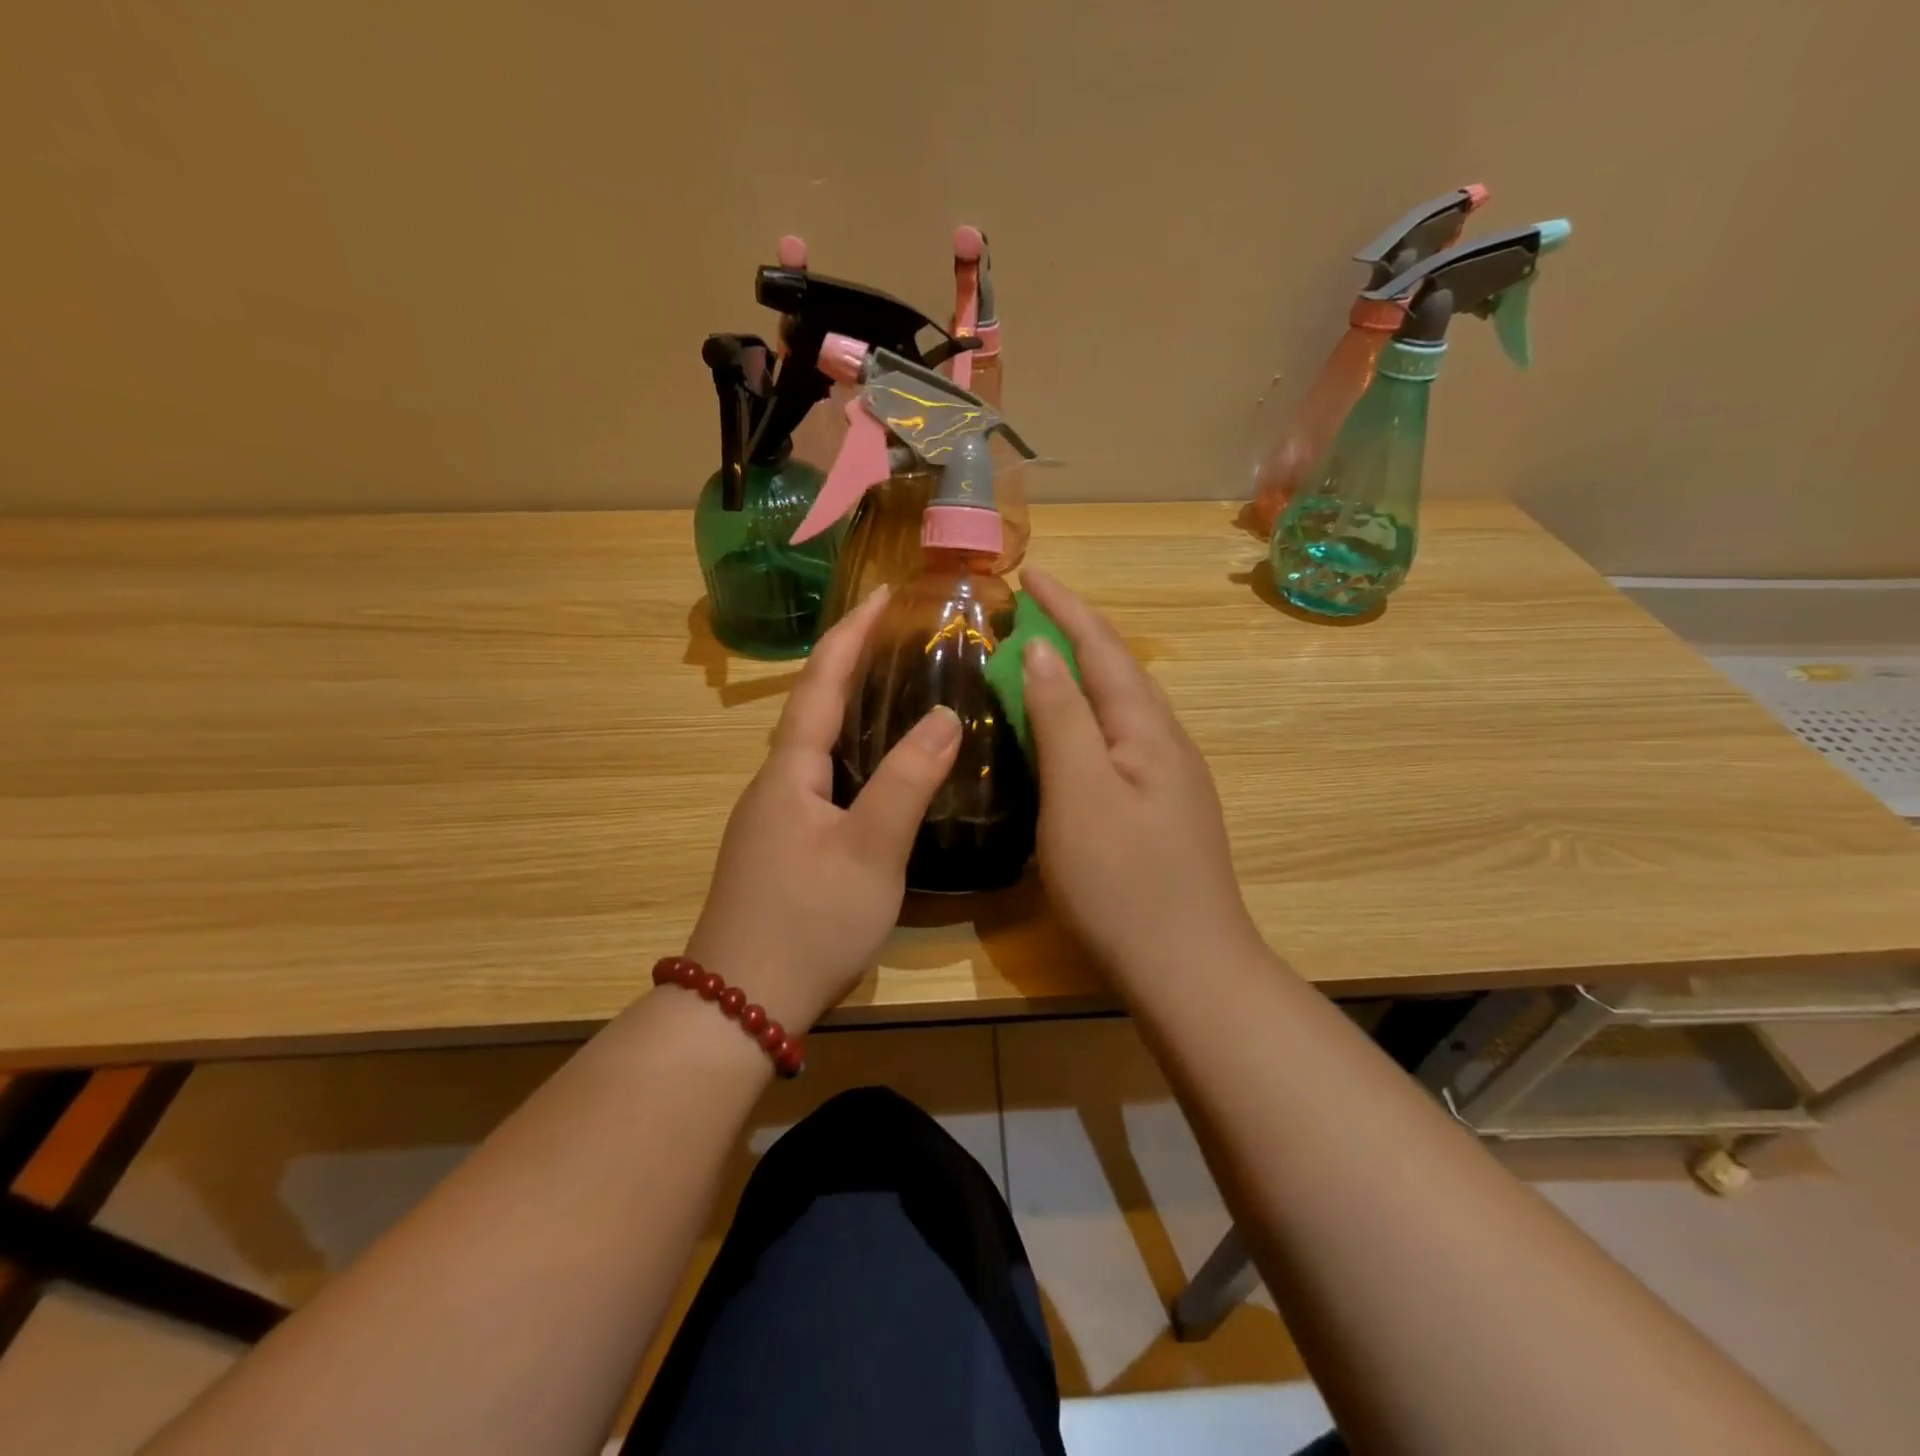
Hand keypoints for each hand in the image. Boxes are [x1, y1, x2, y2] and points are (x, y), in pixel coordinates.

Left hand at [686, 588, 960, 1030]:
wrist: (741, 1005)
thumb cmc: (808, 921)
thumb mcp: (870, 851)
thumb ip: (906, 781)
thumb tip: (943, 716)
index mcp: (789, 772)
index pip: (820, 683)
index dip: (851, 634)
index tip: (884, 593)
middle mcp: (774, 784)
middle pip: (813, 707)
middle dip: (851, 662)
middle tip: (898, 635)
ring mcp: (774, 818)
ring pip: (816, 746)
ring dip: (849, 708)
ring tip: (894, 687)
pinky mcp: (782, 848)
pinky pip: (820, 779)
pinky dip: (850, 753)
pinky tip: (876, 769)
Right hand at [1019, 566, 1261, 989]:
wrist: (1187, 968)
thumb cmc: (1123, 881)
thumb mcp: (1080, 793)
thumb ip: (1062, 718)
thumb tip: (1042, 652)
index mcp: (1147, 728)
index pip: (1102, 647)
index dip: (1065, 607)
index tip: (1029, 573)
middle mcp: (1165, 742)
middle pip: (1117, 670)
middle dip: (1073, 633)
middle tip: (1025, 614)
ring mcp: (1167, 778)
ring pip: (1118, 707)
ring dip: (1080, 674)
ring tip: (1038, 660)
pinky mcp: (1159, 810)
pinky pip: (1117, 741)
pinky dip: (1085, 718)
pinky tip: (1066, 734)